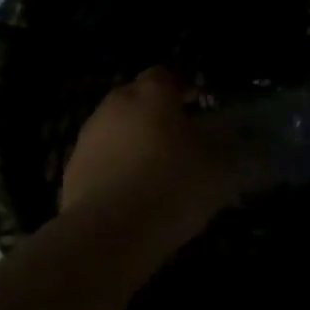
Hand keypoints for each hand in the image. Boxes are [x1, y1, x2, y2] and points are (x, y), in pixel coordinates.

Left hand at [60, 69, 236, 226]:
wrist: (109, 235)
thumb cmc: (174, 184)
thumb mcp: (222, 166)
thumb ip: (231, 147)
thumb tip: (238, 141)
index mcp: (153, 93)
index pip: (169, 73)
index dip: (186, 86)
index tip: (202, 104)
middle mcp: (116, 105)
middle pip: (139, 97)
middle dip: (158, 111)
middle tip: (183, 135)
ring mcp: (88, 138)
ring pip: (118, 128)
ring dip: (136, 139)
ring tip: (159, 167)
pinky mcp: (71, 172)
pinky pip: (103, 159)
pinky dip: (118, 167)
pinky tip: (136, 193)